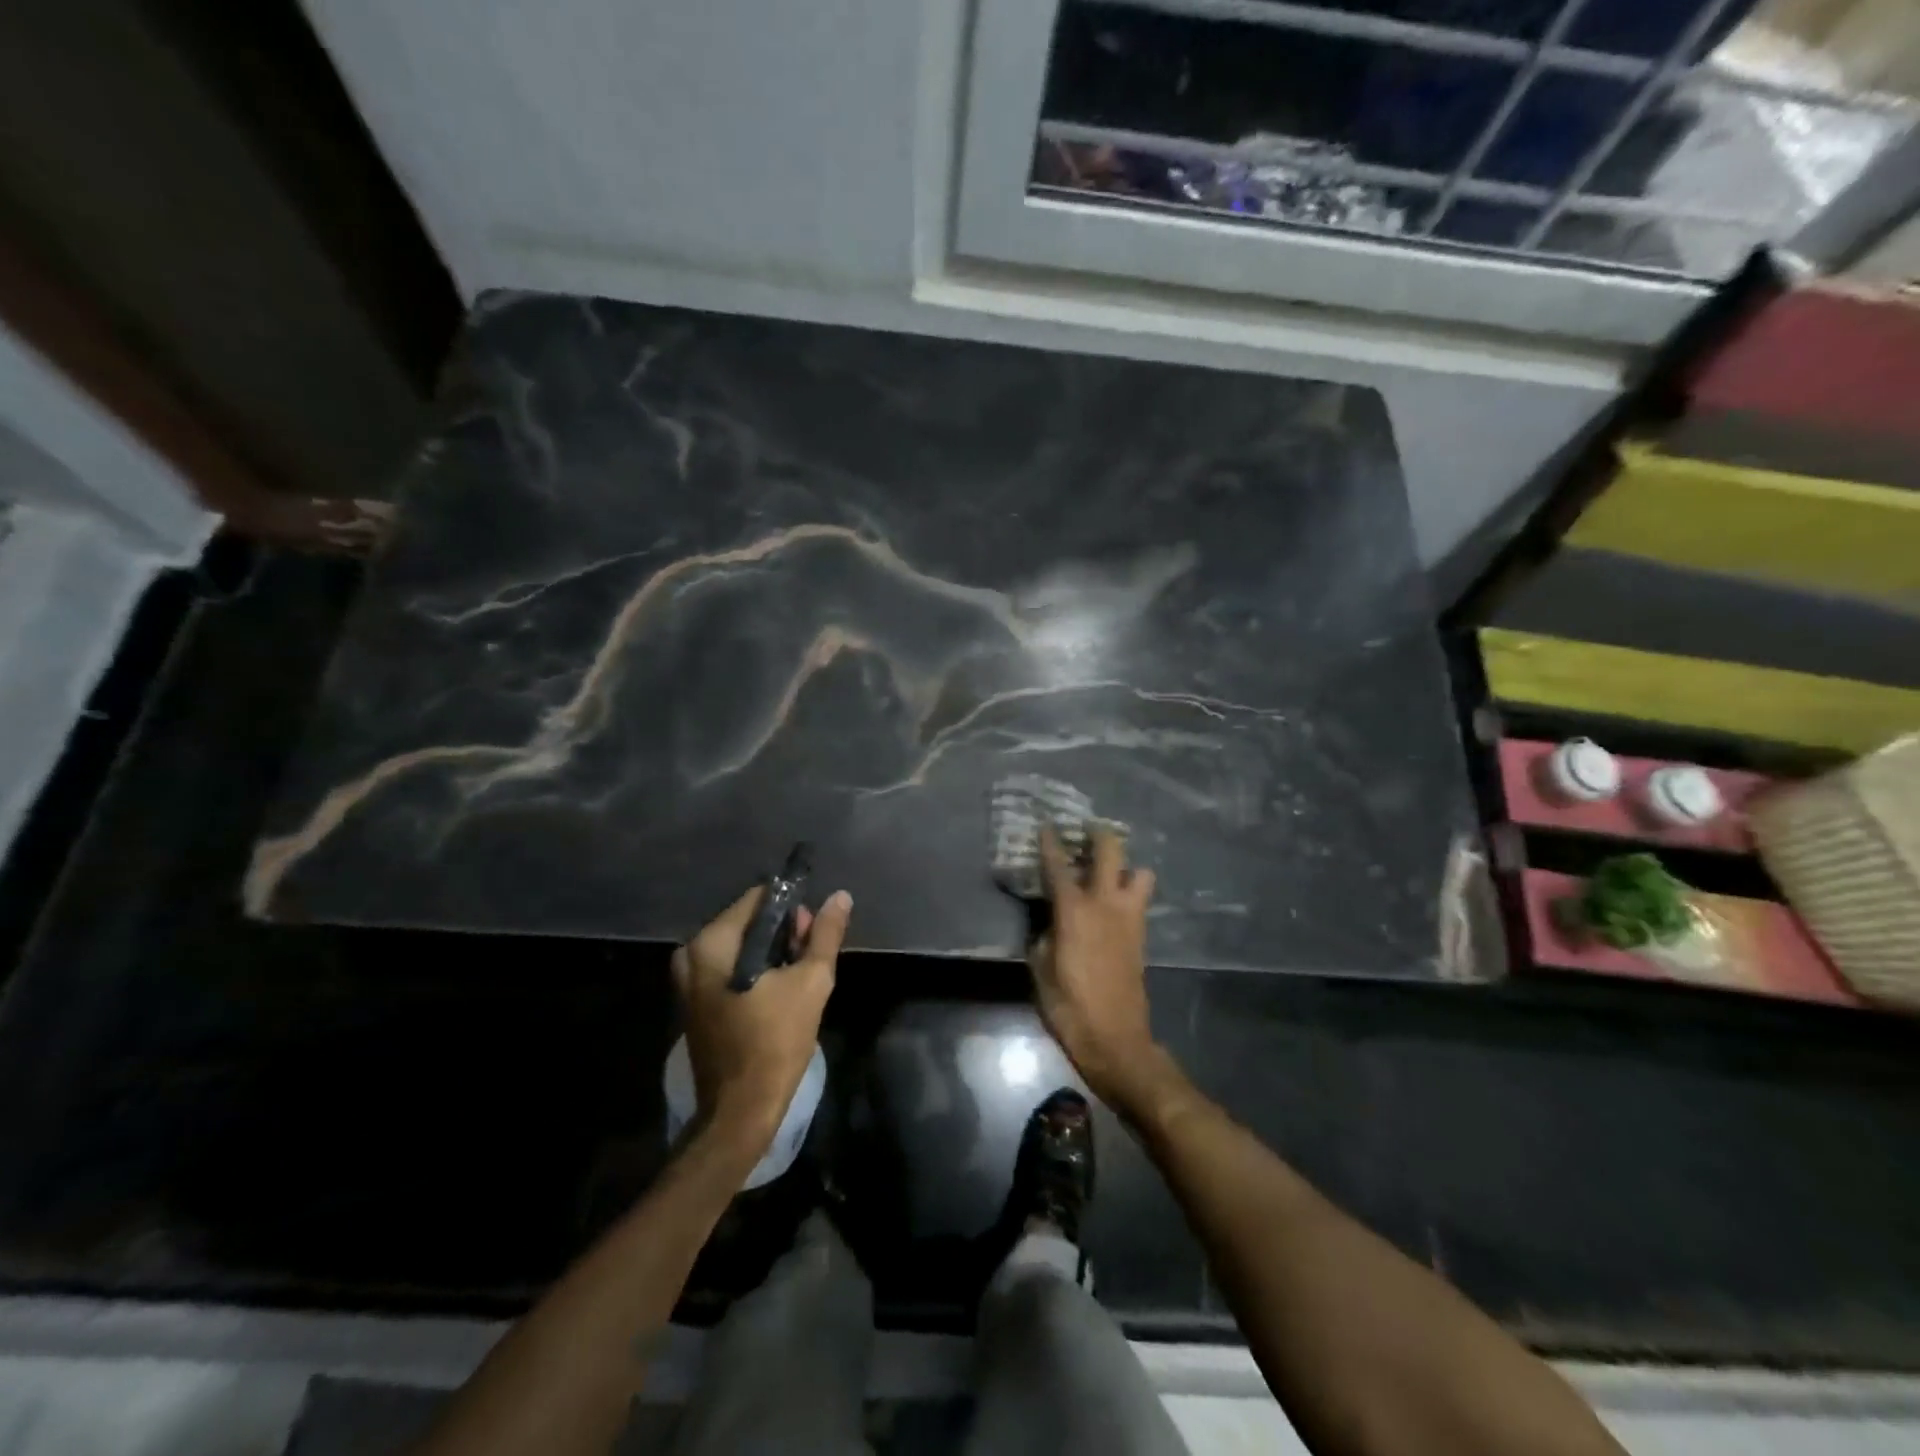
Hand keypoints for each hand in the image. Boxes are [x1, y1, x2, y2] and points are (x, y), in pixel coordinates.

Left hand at [672, 886, 850, 1150]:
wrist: (741, 1111)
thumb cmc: (776, 1042)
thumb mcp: (811, 981)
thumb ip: (825, 934)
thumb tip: (840, 897)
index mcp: (712, 942)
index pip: (759, 898)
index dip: (793, 910)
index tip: (813, 934)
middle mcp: (691, 954)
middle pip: (749, 922)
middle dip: (783, 934)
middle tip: (809, 960)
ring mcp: (688, 981)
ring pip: (742, 946)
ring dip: (773, 955)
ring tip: (798, 980)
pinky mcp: (695, 1002)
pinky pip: (730, 968)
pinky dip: (756, 972)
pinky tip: (779, 994)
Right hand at [1029, 825, 1160, 1105]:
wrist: (1115, 1039)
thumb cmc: (1069, 1006)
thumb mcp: (1040, 970)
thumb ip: (1042, 936)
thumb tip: (1047, 922)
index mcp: (1074, 911)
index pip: (1059, 866)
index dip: (1051, 843)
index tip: (1047, 825)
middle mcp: (1105, 904)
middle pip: (1111, 851)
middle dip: (1099, 835)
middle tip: (1086, 831)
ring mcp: (1129, 917)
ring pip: (1140, 872)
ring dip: (1125, 865)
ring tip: (1108, 870)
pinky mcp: (1141, 935)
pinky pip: (1141, 898)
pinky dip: (1130, 890)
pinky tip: (1115, 900)